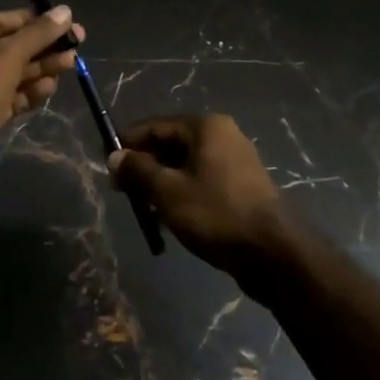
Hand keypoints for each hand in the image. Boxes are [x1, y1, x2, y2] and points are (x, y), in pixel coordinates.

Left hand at [0, 6, 84, 132]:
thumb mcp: (7, 57)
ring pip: (12, 75)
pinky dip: (29, 92)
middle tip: (76, 44)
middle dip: (42, 47)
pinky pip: (10, 98)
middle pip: (9, 49)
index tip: (61, 20)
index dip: (31, 20)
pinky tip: (50, 88)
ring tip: (70, 64)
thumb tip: (65, 10)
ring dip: (41, 69)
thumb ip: (37, 34)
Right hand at [108, 115, 291, 284]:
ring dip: (161, 184)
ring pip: (185, 166)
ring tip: (143, 209)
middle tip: (122, 191)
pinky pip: (201, 181)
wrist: (272, 253)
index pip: (156, 125)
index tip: (106, 163)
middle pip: (171, 144)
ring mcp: (235, 162)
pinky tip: (168, 219)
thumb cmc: (216, 213)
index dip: (128, 143)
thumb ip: (138, 170)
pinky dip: (181, 194)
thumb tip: (114, 156)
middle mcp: (222, 136)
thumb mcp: (168, 191)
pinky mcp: (241, 187)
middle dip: (144, 166)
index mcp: (206, 127)